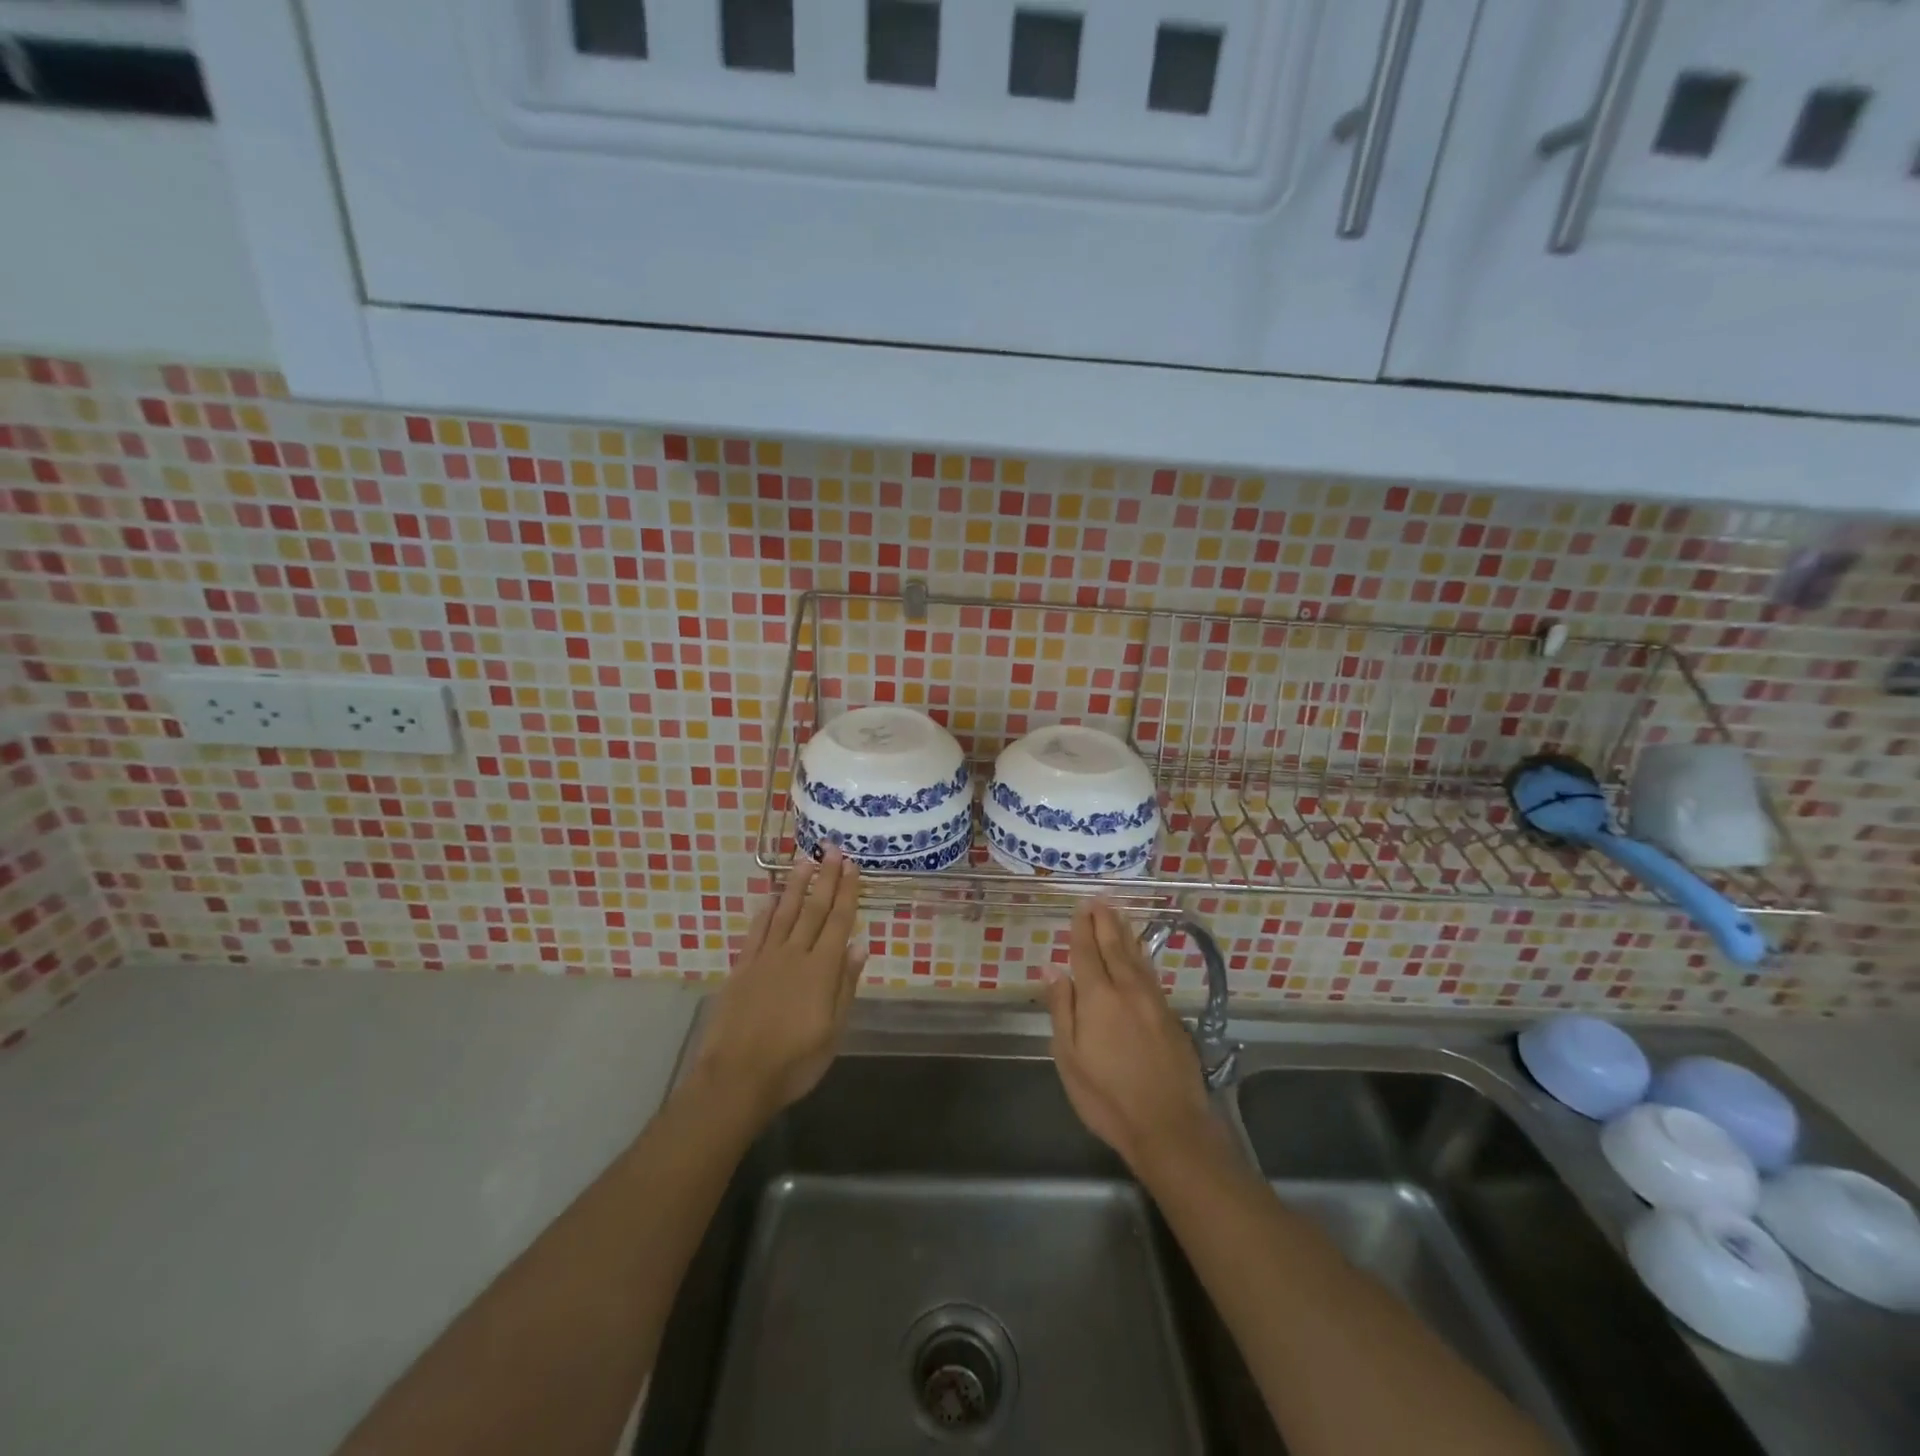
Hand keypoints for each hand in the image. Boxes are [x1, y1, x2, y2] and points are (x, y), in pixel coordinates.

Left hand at [693, 850, 867, 1126]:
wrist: (736, 1078)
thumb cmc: (794, 1062)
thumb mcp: (833, 1031)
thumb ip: (845, 985)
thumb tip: (860, 945)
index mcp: (821, 970)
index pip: (838, 922)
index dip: (847, 892)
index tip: (852, 865)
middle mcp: (794, 955)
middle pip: (813, 910)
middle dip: (825, 878)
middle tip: (832, 849)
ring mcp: (765, 959)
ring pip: (784, 913)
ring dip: (795, 885)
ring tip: (804, 860)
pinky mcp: (742, 969)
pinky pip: (756, 933)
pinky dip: (764, 913)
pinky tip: (770, 898)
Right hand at [1046, 900, 1213, 1175]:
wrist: (1169, 1126)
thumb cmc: (1107, 1097)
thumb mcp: (1069, 1057)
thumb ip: (1062, 1008)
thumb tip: (1052, 968)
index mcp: (1098, 997)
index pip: (1086, 953)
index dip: (1082, 929)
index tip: (1080, 907)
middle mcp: (1128, 990)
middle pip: (1114, 947)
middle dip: (1105, 922)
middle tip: (1100, 899)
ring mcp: (1153, 1002)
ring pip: (1137, 957)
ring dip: (1125, 933)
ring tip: (1118, 914)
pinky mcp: (1170, 1017)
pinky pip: (1151, 973)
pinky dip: (1142, 956)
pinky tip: (1140, 953)